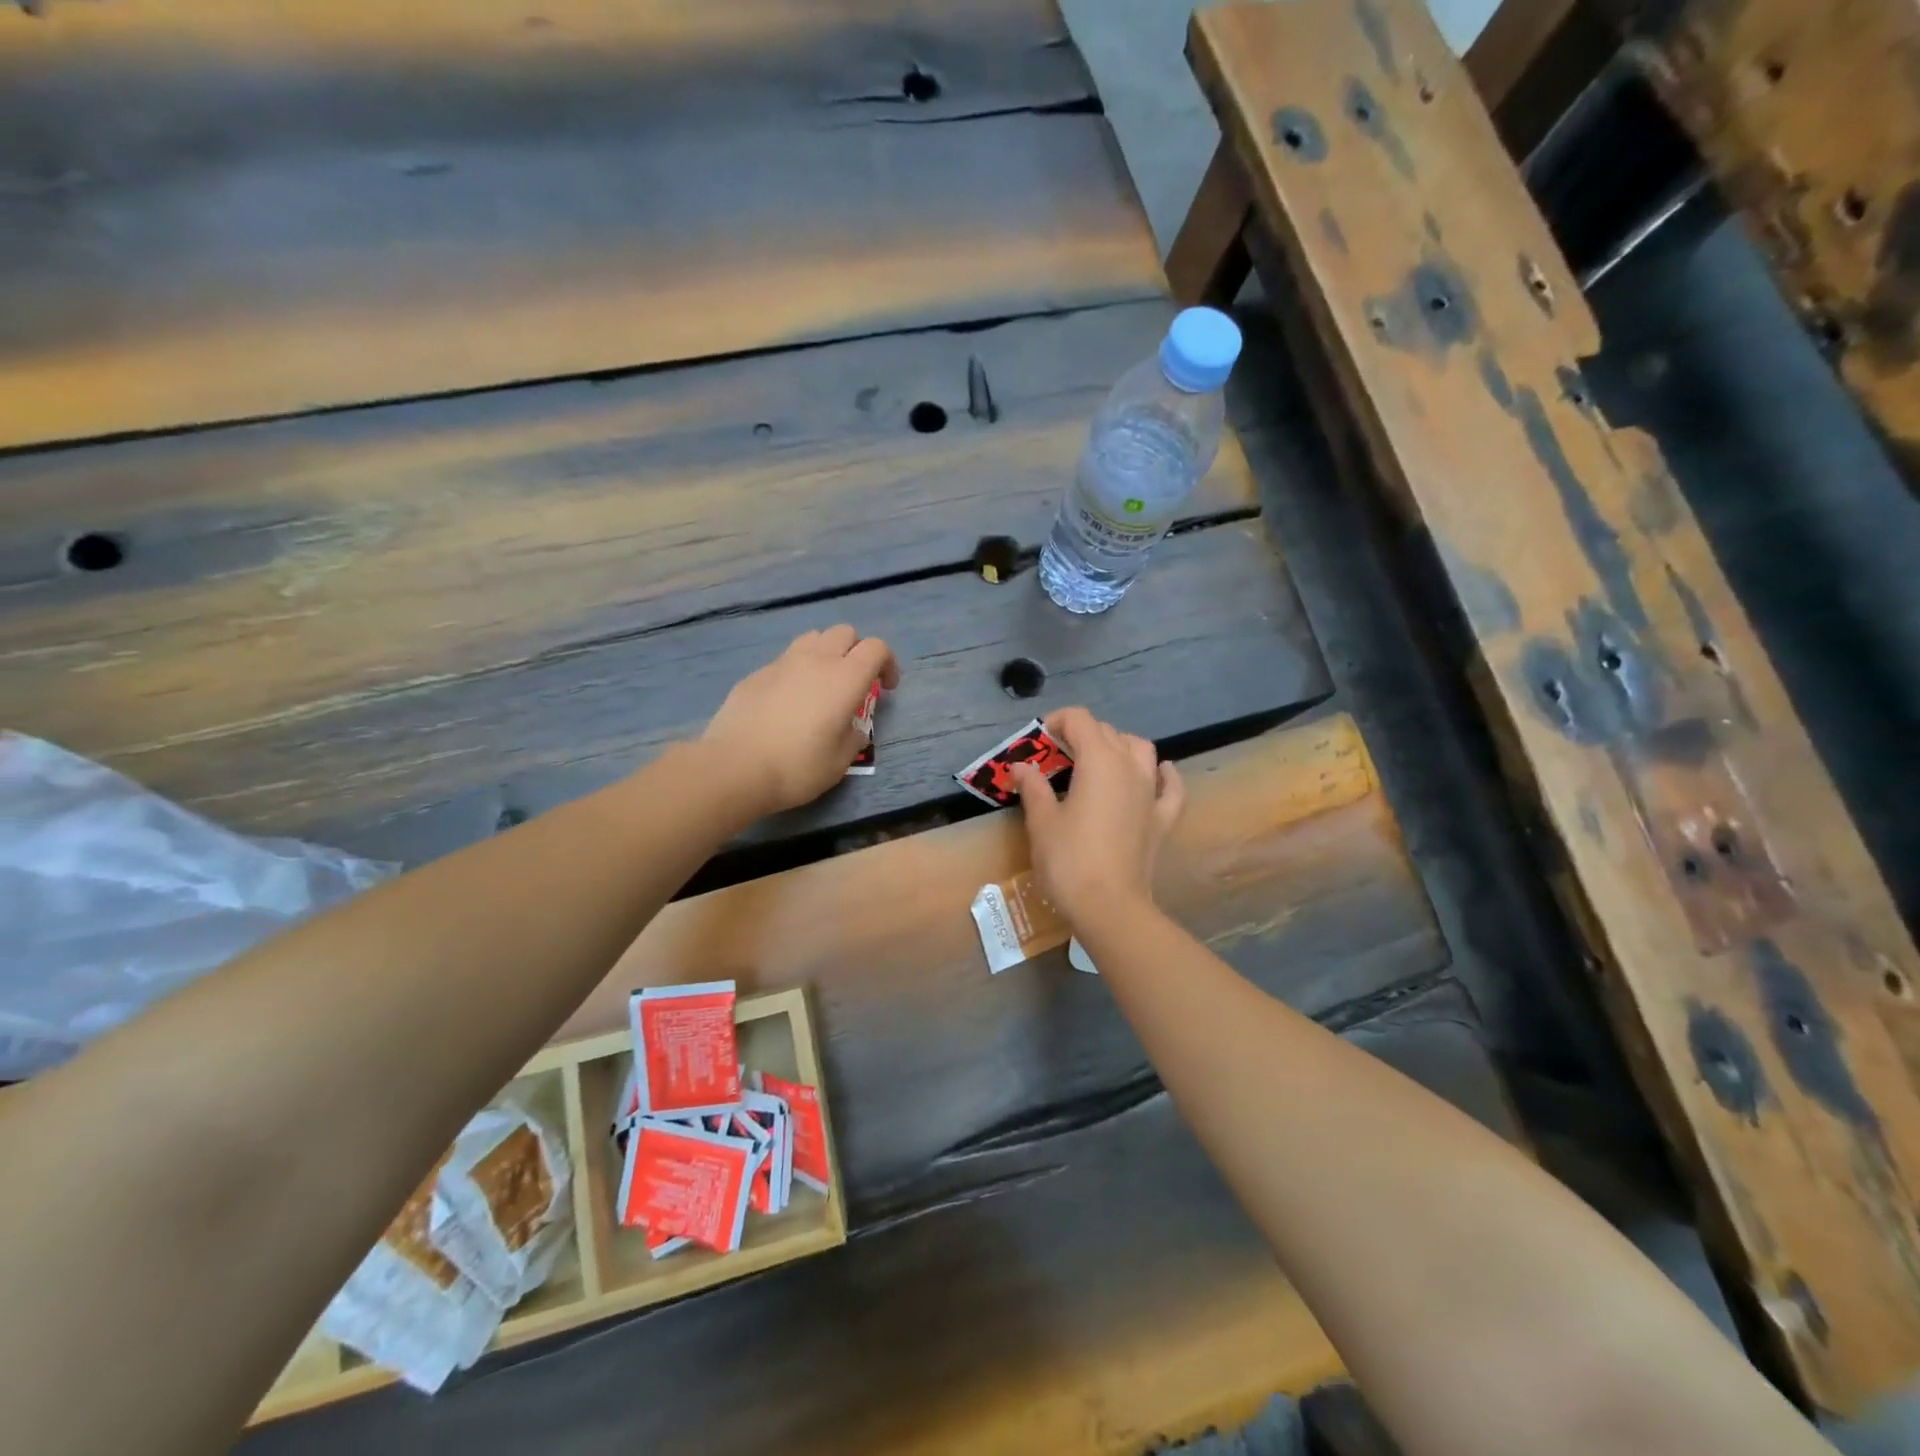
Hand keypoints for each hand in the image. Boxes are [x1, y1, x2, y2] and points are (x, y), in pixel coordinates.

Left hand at [699, 627, 899, 815]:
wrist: (735, 767)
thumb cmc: (798, 767)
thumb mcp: (840, 761)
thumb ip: (853, 737)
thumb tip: (852, 728)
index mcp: (845, 678)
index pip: (876, 648)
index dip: (887, 663)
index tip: (885, 688)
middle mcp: (816, 660)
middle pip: (844, 632)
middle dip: (856, 650)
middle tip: (854, 681)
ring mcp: (782, 663)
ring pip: (812, 638)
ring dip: (825, 652)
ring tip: (822, 683)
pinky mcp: (755, 674)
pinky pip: (784, 660)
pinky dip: (796, 671)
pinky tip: (788, 701)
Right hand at [1013, 707, 1183, 928]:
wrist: (1110, 907)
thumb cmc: (1069, 860)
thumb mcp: (1042, 821)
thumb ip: (1033, 787)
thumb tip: (1022, 766)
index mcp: (1099, 761)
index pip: (1080, 720)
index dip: (1057, 722)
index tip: (1038, 740)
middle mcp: (1130, 767)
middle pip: (1108, 732)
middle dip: (1081, 735)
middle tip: (1056, 756)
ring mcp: (1151, 793)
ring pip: (1141, 750)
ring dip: (1119, 746)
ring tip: (1098, 761)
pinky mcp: (1163, 820)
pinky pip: (1170, 787)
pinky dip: (1163, 775)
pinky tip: (1158, 774)